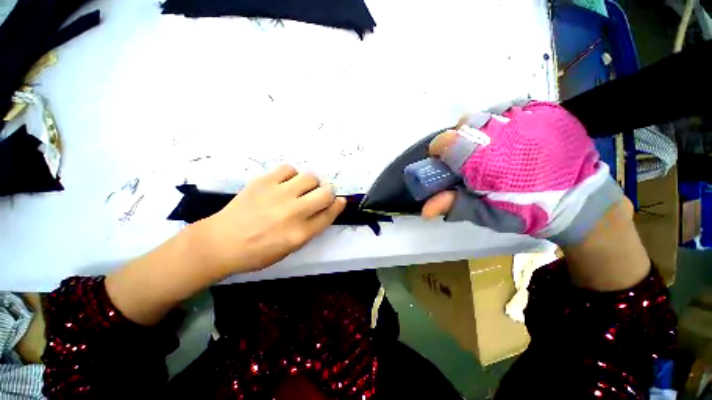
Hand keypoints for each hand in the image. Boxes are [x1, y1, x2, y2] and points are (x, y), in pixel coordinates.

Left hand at [194, 165, 346, 275]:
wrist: (220, 243)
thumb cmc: (258, 252)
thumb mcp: (290, 249)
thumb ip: (311, 229)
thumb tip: (326, 209)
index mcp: (300, 234)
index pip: (329, 214)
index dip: (338, 205)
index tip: (340, 201)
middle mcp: (293, 213)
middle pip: (325, 193)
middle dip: (327, 194)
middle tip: (317, 196)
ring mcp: (278, 195)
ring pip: (310, 177)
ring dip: (310, 184)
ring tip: (299, 189)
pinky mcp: (263, 182)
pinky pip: (289, 169)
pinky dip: (291, 175)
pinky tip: (284, 183)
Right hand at [421, 100, 621, 245]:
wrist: (579, 200)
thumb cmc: (527, 211)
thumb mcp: (486, 214)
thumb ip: (454, 205)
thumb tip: (423, 210)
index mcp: (484, 158)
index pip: (446, 141)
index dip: (438, 151)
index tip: (443, 162)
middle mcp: (502, 131)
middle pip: (464, 123)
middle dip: (460, 140)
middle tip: (470, 158)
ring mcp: (526, 116)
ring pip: (486, 112)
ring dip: (480, 128)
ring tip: (491, 146)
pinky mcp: (545, 109)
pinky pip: (510, 106)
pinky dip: (502, 119)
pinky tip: (510, 136)